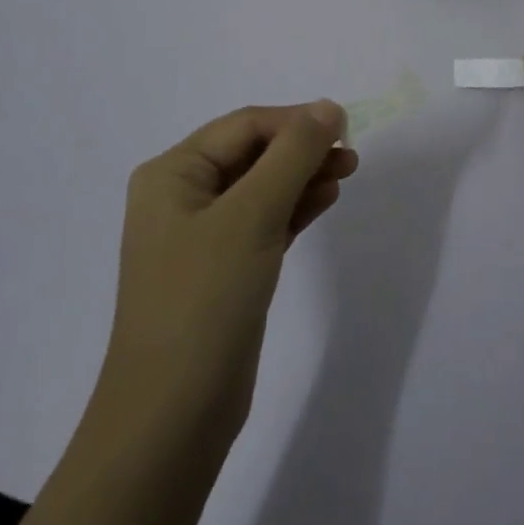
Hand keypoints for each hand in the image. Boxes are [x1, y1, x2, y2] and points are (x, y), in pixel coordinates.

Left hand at [93, 101, 354, 451]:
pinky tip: (325, 201)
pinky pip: (263, 221)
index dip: (296, 121)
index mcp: (172, 174)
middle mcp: (181, 196)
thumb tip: (327, 107)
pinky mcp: (222, 269)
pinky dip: (294, 208)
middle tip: (351, 157)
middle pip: (252, 154)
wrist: (172, 416)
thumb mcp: (253, 215)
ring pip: (261, 188)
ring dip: (303, 176)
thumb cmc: (205, 299)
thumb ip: (293, 155)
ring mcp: (200, 236)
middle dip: (302, 150)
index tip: (345, 127)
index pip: (244, 126)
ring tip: (347, 174)